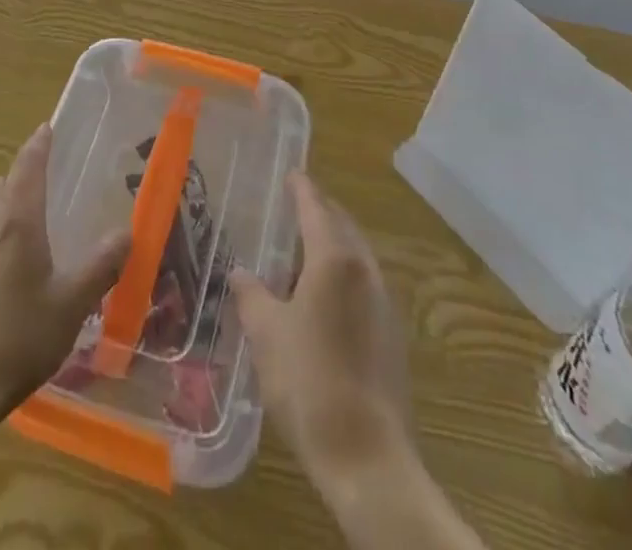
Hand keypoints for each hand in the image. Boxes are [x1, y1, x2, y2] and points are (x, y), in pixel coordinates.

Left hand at [0, 123, 130, 425]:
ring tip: (22, 252)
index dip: (39, 145)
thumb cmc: (18, 339)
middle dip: (17, 182)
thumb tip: (126, 232)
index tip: (46, 130)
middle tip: (42, 201)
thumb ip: (101, 266)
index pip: (27, 166)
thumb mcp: (71, 305)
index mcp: (16, 221)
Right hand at [230, 173, 413, 484]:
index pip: (316, 207)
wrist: (368, 458)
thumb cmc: (310, 382)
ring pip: (355, 256)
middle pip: (342, 226)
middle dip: (319, 213)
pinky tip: (319, 301)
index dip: (301, 188)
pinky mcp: (391, 335)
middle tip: (292, 209)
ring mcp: (384, 303)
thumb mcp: (266, 333)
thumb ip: (251, 294)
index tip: (291, 173)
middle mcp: (365, 271)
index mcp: (335, 259)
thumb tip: (240, 272)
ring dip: (330, 246)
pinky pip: (363, 285)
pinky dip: (341, 276)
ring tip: (298, 256)